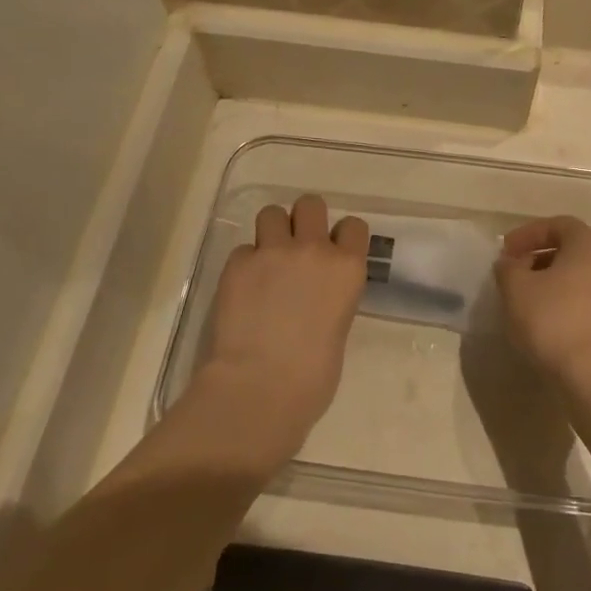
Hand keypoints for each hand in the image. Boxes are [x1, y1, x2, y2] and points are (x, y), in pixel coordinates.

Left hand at [197, 195, 369, 462]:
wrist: (262, 386)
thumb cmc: (313, 376)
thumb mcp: (339, 326)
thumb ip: (331, 295)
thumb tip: (314, 293)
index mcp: (347, 267)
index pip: (352, 225)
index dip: (340, 236)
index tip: (332, 252)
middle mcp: (313, 249)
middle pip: (310, 204)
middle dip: (304, 220)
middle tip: (296, 247)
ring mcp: (272, 252)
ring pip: (271, 213)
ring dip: (271, 233)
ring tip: (267, 261)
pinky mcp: (238, 263)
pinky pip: (243, 249)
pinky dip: (245, 264)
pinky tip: (244, 289)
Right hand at [494, 217, 590, 395]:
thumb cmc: (554, 321)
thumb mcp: (516, 289)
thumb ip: (508, 268)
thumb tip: (510, 263)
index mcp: (589, 244)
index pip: (558, 225)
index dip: (528, 234)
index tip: (506, 251)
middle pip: (573, 249)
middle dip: (541, 258)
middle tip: (516, 273)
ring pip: (583, 277)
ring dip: (556, 282)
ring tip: (530, 300)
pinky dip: (570, 303)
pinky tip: (551, 324)